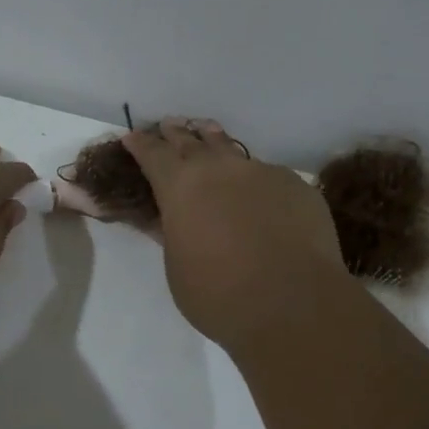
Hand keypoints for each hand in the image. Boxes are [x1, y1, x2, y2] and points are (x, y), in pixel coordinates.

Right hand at [124, 118, 347, 350]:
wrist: (293, 303)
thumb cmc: (219, 294)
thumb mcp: (178, 267)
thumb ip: (172, 234)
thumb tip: (167, 217)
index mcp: (180, 186)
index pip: (153, 154)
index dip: (141, 145)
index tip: (132, 136)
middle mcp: (219, 168)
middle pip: (192, 141)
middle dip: (176, 133)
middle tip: (168, 125)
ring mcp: (261, 173)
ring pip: (231, 149)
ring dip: (214, 140)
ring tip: (207, 130)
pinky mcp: (296, 186)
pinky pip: (267, 174)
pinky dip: (253, 178)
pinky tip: (256, 190)